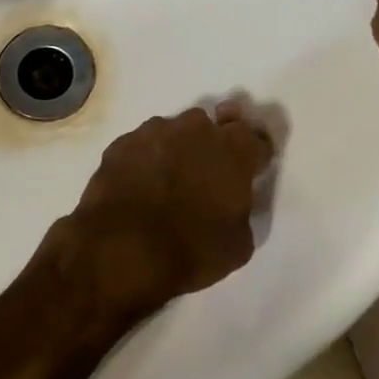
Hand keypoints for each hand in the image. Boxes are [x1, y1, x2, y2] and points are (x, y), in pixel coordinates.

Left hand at [47, 101, 274, 329]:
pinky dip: (145, 161)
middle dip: (212, 148)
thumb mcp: (239, 244)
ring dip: (176, 152)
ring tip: (166, 185)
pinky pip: (142, 147)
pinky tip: (138, 187)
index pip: (257, 142)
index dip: (255, 158)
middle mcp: (197, 128)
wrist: (121, 251)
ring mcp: (155, 131)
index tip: (249, 173)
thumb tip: (232, 204)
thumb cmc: (192, 249)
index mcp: (235, 148)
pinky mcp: (121, 143)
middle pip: (213, 129)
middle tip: (205, 178)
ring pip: (174, 134)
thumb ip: (242, 211)